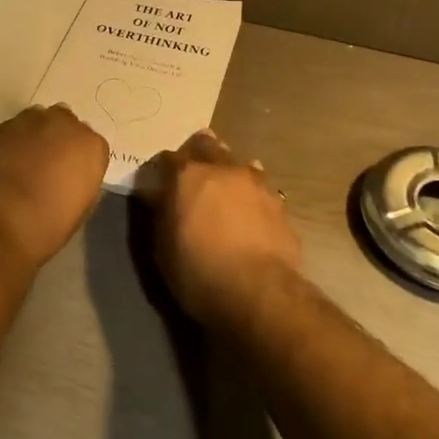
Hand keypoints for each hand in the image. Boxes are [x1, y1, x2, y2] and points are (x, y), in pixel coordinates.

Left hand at [0, 104, 109, 269]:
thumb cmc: (46, 225)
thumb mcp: (78, 210)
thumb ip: (79, 182)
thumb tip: (68, 179)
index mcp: (89, 145)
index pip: (90, 146)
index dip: (77, 163)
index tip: (69, 180)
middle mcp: (60, 123)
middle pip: (62, 124)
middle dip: (55, 140)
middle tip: (45, 169)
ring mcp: (23, 122)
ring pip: (31, 124)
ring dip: (29, 140)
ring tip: (17, 170)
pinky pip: (4, 136)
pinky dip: (3, 148)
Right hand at [139, 130, 301, 326]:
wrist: (258, 292)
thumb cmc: (197, 271)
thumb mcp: (162, 247)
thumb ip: (162, 214)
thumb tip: (160, 196)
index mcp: (187, 175)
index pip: (168, 157)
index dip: (163, 168)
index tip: (160, 181)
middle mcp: (221, 169)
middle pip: (207, 145)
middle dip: (198, 153)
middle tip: (193, 172)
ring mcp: (254, 182)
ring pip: (238, 162)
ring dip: (229, 170)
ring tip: (225, 187)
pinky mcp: (278, 203)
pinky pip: (261, 187)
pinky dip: (252, 193)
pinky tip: (251, 207)